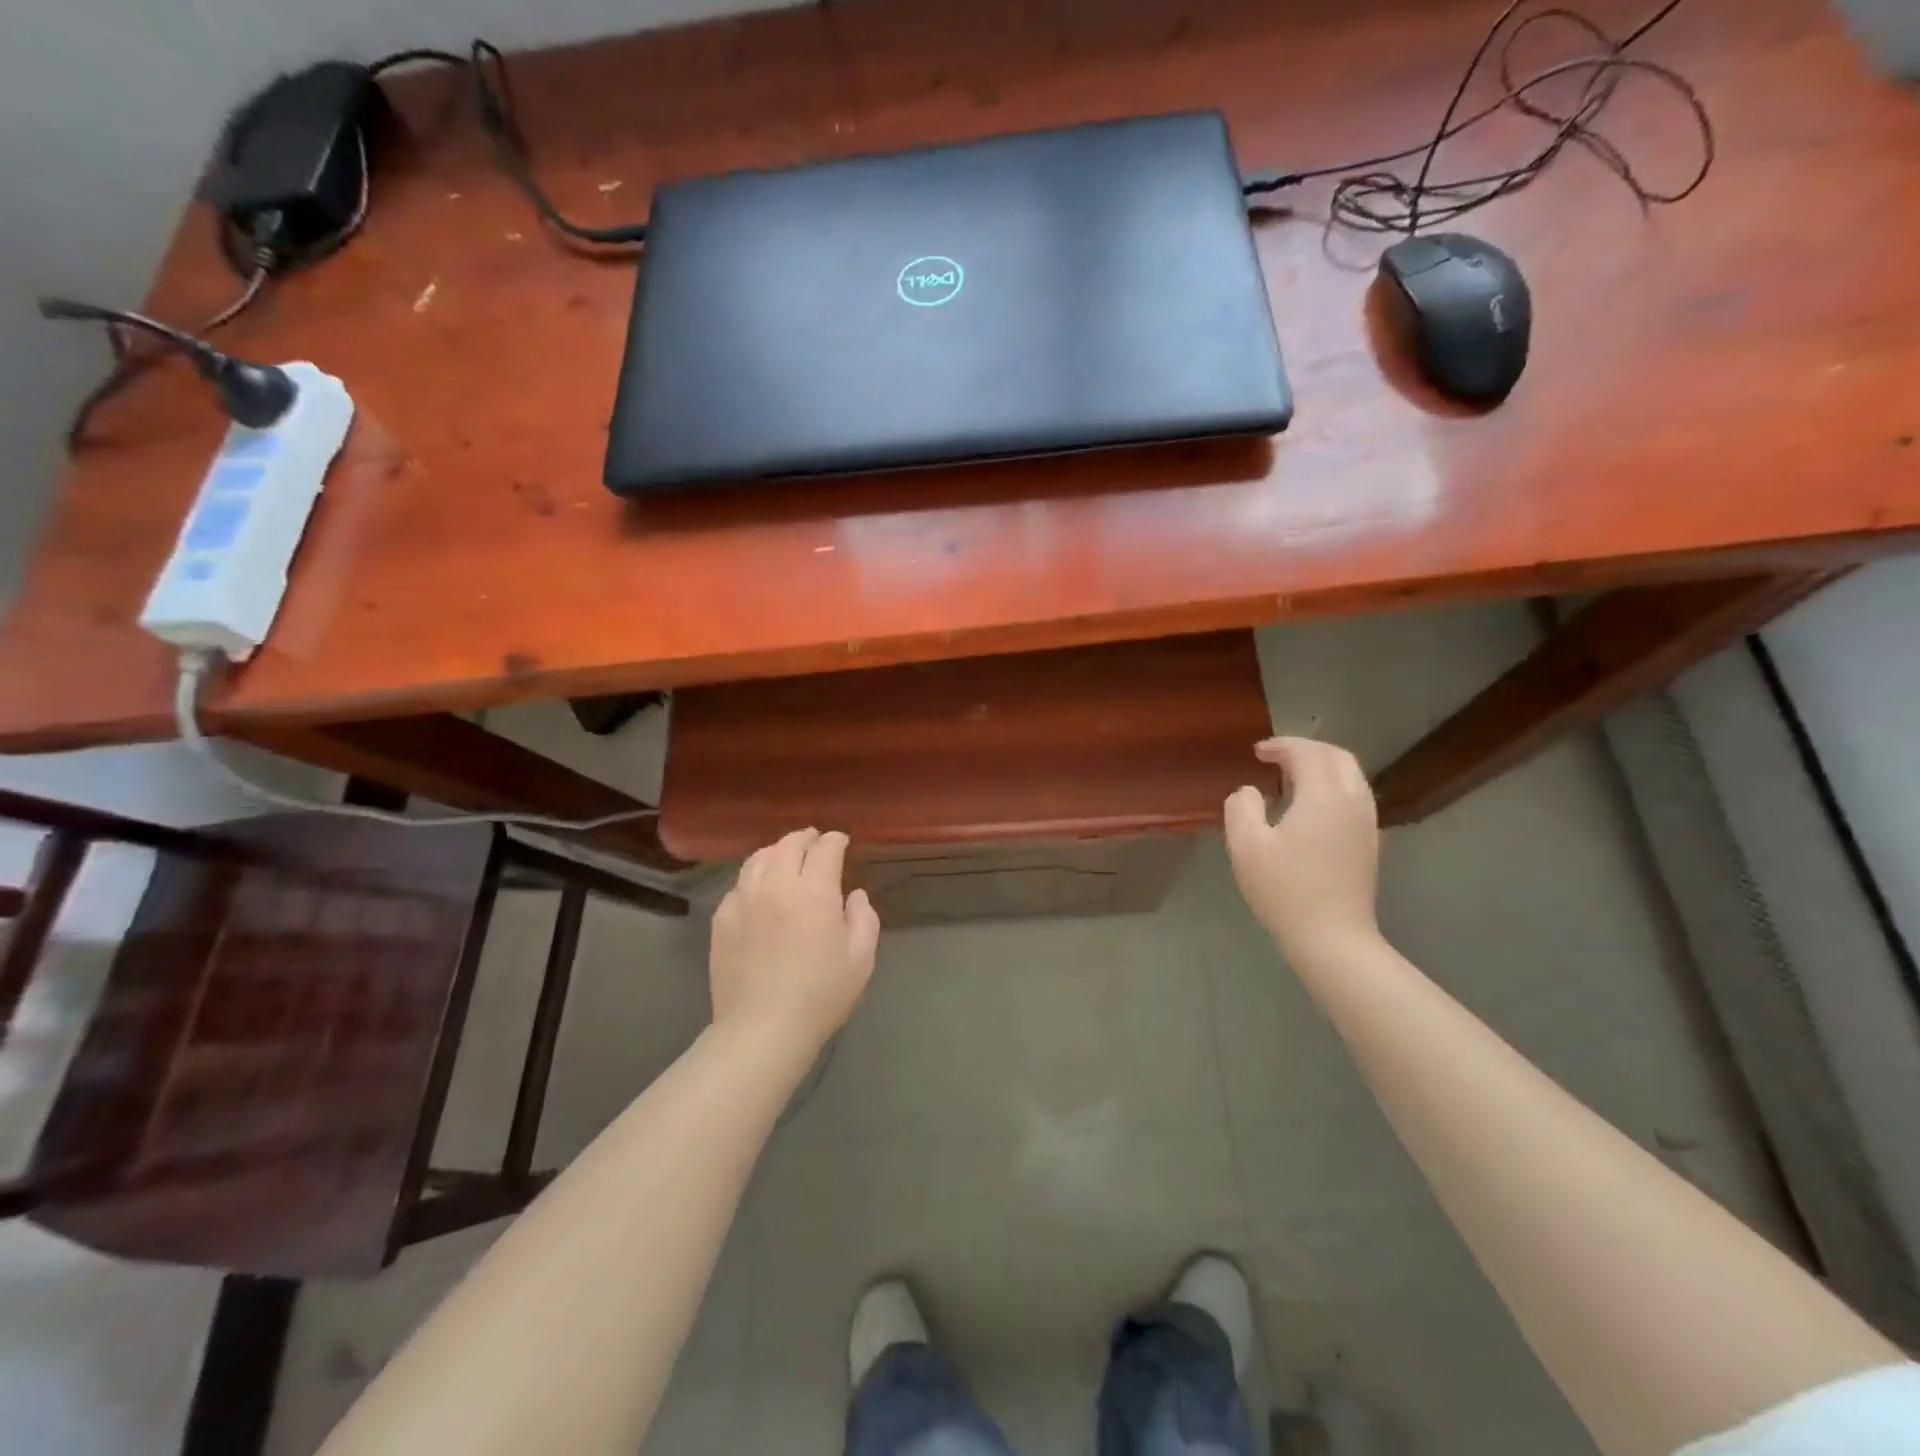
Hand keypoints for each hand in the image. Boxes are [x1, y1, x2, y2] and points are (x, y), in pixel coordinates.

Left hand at [709, 829, 880, 1055]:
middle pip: (789, 844)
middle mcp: (776, 884)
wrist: (762, 1028)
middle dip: (806, 838)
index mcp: (814, 890)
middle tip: (815, 841)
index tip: (842, 842)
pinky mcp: (721, 919)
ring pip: (759, 858)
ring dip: (777, 851)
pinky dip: (754, 877)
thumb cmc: (821, 994)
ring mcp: (743, 899)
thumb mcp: (860, 958)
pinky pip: (739, 884)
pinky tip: (760, 888)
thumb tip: (854, 894)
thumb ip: (864, 918)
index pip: (825, 848)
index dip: (835, 840)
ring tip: (786, 856)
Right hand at [1223, 737, 1381, 964]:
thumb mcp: (1246, 846)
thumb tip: (1250, 792)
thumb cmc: (1285, 890)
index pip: (1308, 753)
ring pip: (1351, 777)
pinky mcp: (1369, 844)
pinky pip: (1355, 797)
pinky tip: (1311, 805)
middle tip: (1277, 756)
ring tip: (1293, 776)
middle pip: (1337, 757)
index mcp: (1324, 795)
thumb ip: (1242, 807)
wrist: (1333, 938)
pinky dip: (1332, 786)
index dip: (1282, 746)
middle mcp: (1353, 801)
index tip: (1257, 751)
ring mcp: (1366, 824)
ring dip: (1323, 766)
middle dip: (1307, 749)